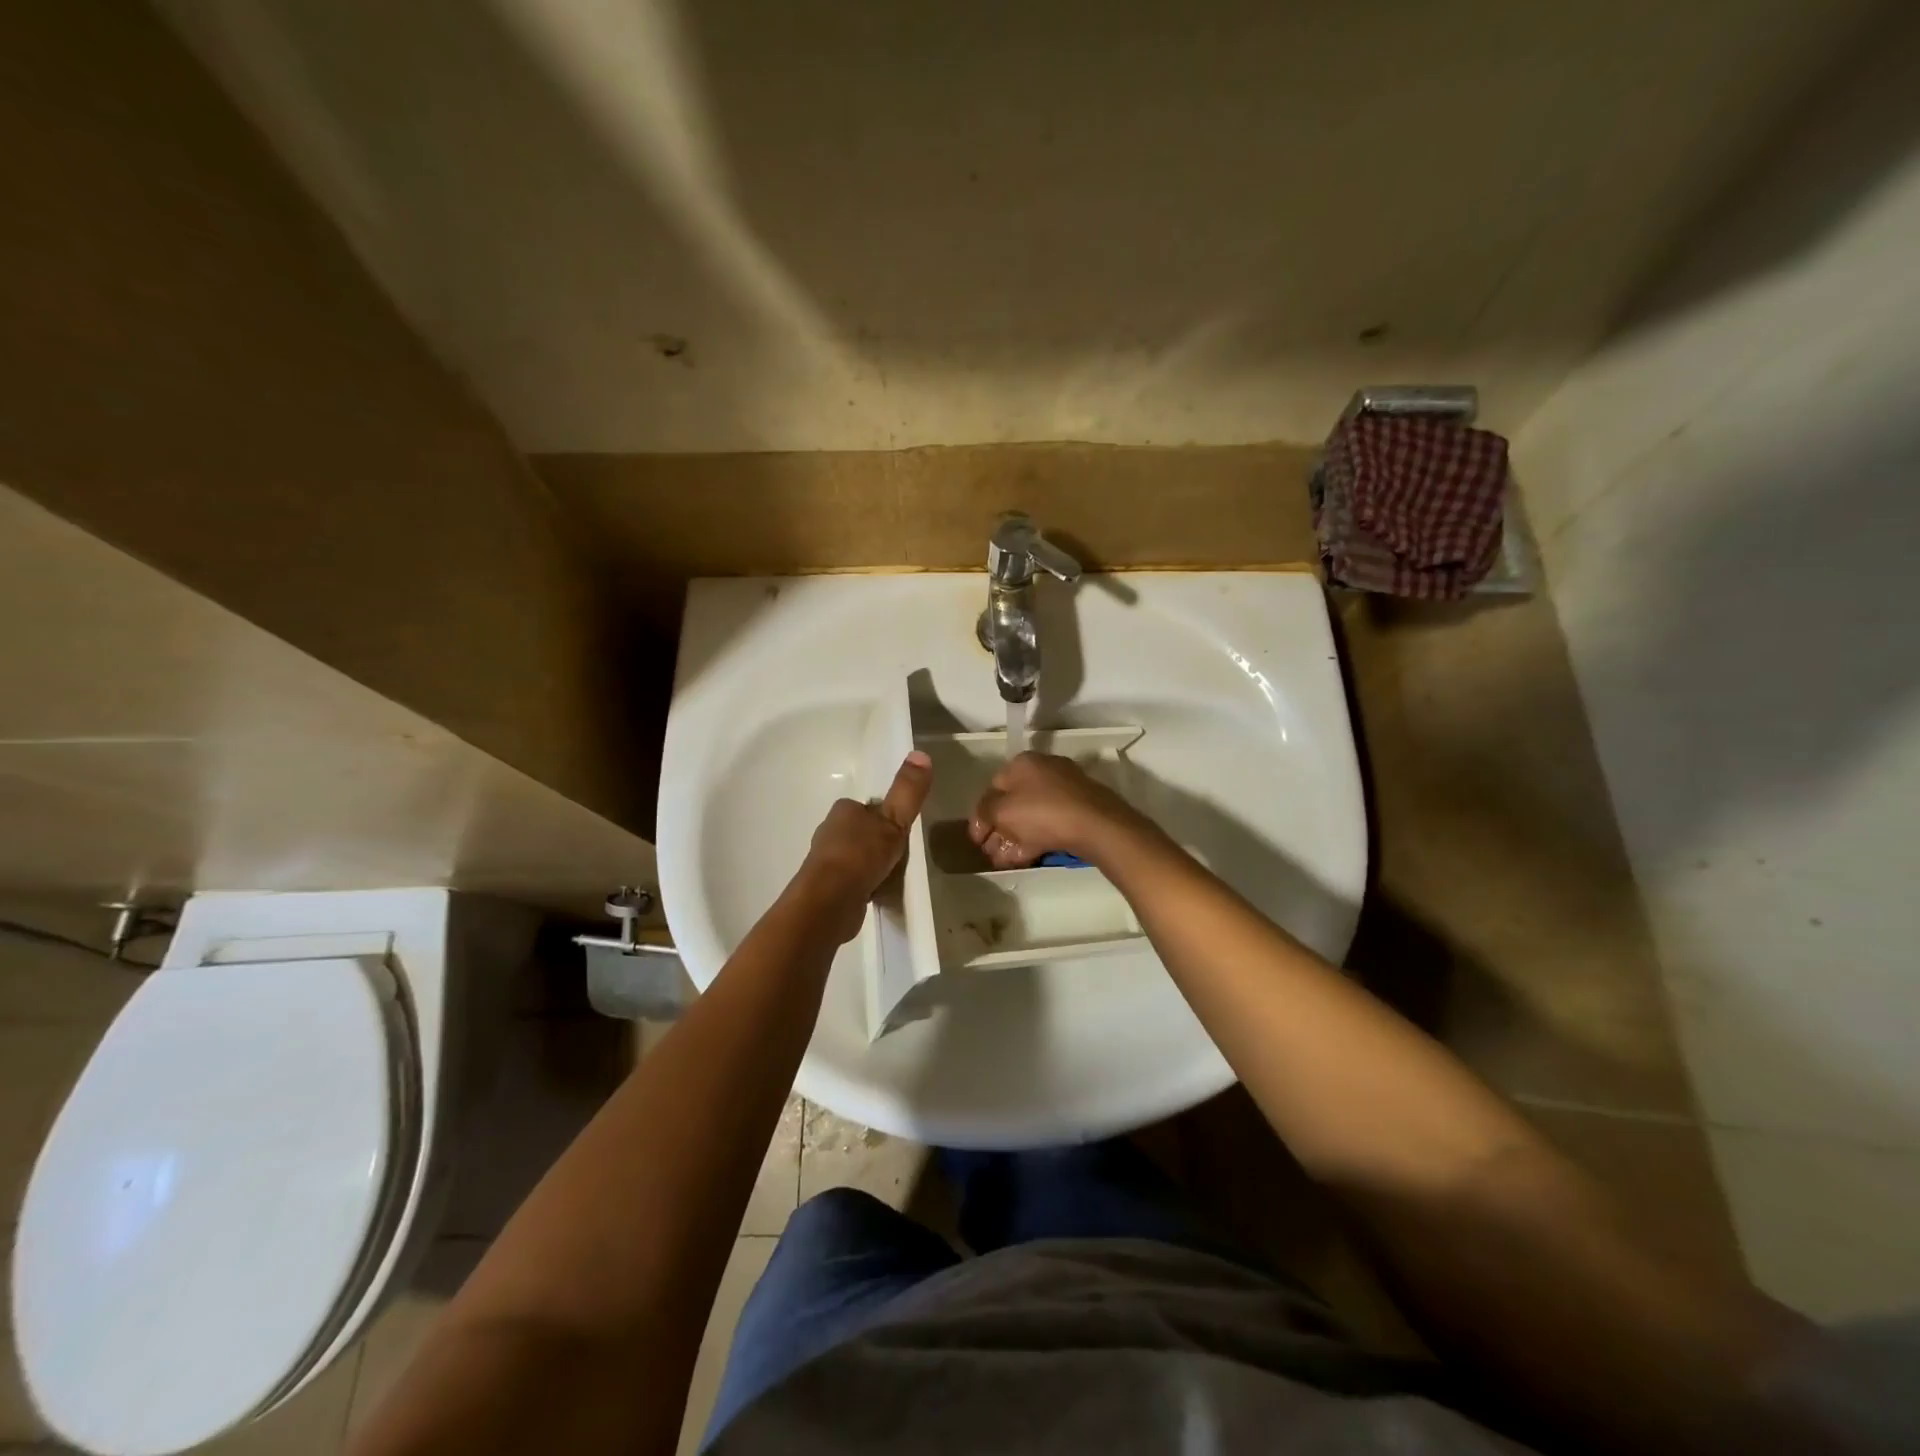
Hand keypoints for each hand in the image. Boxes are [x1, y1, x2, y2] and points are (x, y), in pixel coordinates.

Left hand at [793, 750, 933, 939]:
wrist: (830, 902)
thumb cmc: (860, 855)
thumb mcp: (893, 820)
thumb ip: (908, 792)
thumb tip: (921, 753)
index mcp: (843, 811)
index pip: (868, 808)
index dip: (886, 818)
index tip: (902, 831)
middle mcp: (830, 832)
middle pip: (862, 833)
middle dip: (879, 844)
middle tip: (901, 857)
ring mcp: (826, 863)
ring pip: (857, 859)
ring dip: (872, 867)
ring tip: (892, 877)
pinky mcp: (827, 888)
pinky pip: (853, 882)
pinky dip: (866, 886)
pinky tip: (878, 895)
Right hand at [968, 752, 1148, 869]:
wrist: (1096, 825)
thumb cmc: (1042, 812)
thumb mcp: (1002, 811)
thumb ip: (985, 812)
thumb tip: (983, 818)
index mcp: (1023, 763)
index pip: (993, 786)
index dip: (980, 814)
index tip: (976, 838)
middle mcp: (1044, 770)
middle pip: (1013, 802)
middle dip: (997, 829)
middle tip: (989, 852)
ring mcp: (1065, 790)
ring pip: (1031, 815)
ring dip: (1013, 838)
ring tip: (1002, 861)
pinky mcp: (1079, 810)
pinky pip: (1049, 824)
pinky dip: (1033, 839)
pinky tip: (1022, 858)